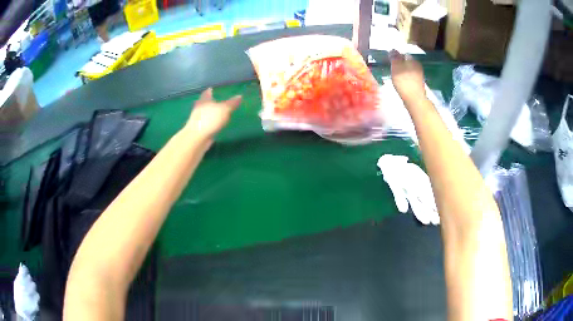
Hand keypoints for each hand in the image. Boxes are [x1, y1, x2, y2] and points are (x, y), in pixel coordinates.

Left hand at [185, 88, 241, 138]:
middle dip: (210, 102)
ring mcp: (198, 119)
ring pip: (205, 113)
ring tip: (218, 113)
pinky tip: (216, 124)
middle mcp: (199, 108)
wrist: (197, 138)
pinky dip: (211, 122)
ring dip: (210, 113)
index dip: (210, 91)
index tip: (211, 89)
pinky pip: (206, 123)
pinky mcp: (199, 129)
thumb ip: (232, 103)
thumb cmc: (209, 119)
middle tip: (216, 100)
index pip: (207, 93)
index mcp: (204, 101)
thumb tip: (240, 96)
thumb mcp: (224, 109)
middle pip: (205, 103)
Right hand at [389, 50, 426, 105]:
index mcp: (413, 60)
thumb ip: (394, 57)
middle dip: (400, 64)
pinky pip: (410, 77)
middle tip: (392, 69)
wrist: (414, 99)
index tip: (390, 62)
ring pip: (409, 70)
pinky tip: (401, 83)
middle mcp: (418, 66)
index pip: (404, 54)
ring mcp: (419, 76)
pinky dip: (405, 78)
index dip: (397, 57)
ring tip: (396, 76)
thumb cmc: (404, 81)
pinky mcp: (418, 84)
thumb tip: (393, 49)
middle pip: (407, 62)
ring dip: (403, 72)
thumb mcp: (396, 67)